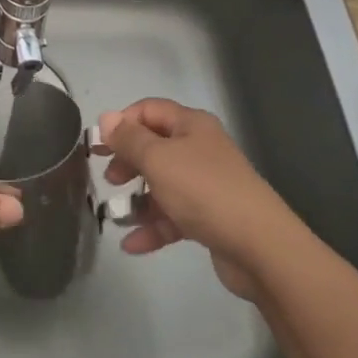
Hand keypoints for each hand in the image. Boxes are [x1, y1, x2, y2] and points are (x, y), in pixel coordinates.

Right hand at [96, 97, 301, 299]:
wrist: (260, 247)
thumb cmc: (203, 190)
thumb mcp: (158, 159)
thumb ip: (128, 139)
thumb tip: (106, 118)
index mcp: (191, 125)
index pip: (149, 110)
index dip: (121, 123)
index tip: (97, 145)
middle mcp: (199, 149)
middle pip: (154, 147)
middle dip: (127, 162)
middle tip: (108, 179)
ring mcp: (206, 185)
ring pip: (162, 185)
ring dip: (138, 200)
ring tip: (116, 216)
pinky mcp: (210, 218)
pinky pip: (173, 217)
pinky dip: (153, 227)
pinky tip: (131, 245)